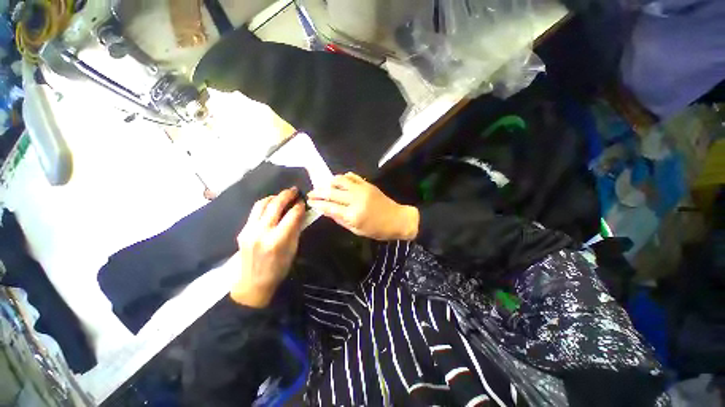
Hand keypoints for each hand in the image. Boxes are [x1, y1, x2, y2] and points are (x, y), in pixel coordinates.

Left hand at [231, 188, 305, 307]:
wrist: (252, 284)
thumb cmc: (278, 269)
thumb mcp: (293, 249)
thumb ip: (296, 229)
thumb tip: (300, 212)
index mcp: (277, 240)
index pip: (291, 215)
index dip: (299, 206)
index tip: (303, 202)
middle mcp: (261, 232)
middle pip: (275, 205)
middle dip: (286, 195)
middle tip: (294, 190)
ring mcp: (249, 231)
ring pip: (261, 204)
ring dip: (273, 197)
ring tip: (282, 196)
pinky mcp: (242, 231)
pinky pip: (254, 212)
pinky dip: (265, 205)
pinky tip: (272, 206)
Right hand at [307, 173, 418, 240]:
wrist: (397, 219)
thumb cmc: (377, 229)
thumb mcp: (357, 230)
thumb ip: (340, 219)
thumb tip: (326, 211)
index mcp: (353, 215)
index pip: (330, 207)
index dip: (318, 204)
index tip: (309, 202)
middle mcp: (355, 199)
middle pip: (332, 192)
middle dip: (318, 192)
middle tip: (310, 193)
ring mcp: (362, 189)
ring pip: (340, 180)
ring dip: (329, 182)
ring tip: (324, 186)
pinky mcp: (368, 184)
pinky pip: (352, 176)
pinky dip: (343, 178)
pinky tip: (339, 182)